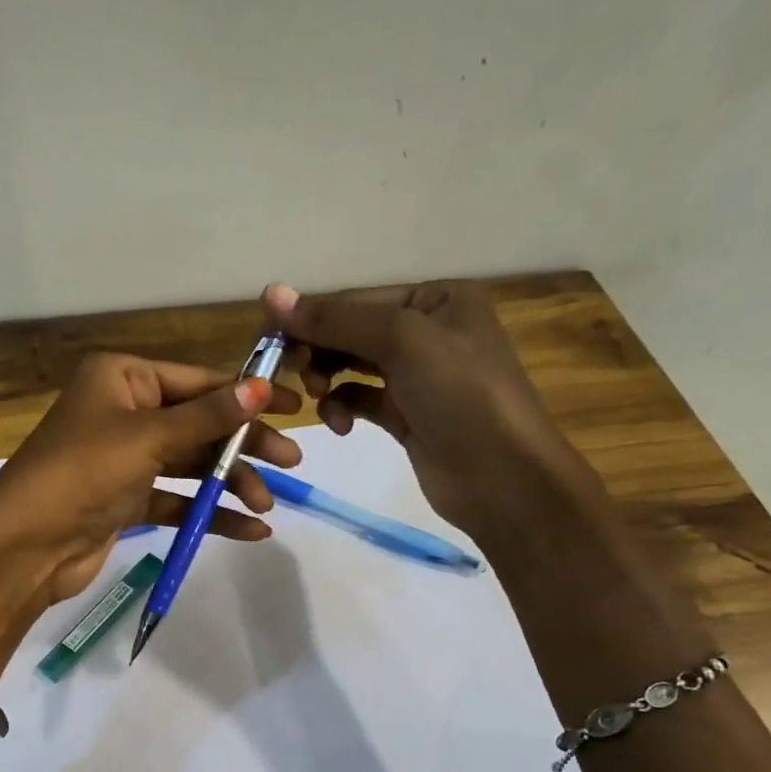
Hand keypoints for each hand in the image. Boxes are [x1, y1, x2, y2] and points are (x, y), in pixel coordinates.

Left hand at [0, 352, 302, 612]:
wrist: (24, 547)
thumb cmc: (83, 473)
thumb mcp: (148, 437)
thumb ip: (207, 416)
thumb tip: (261, 388)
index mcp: (122, 378)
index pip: (198, 381)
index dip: (247, 394)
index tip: (295, 407)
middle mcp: (124, 411)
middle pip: (199, 423)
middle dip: (243, 445)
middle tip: (291, 463)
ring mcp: (124, 458)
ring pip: (190, 463)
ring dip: (228, 483)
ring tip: (267, 505)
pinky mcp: (125, 499)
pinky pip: (177, 499)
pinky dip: (208, 512)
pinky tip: (249, 529)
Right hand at [263, 280, 573, 533]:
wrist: (504, 478)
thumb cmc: (462, 395)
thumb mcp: (402, 341)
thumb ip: (336, 319)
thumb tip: (272, 293)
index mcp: (437, 300)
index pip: (356, 299)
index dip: (310, 316)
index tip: (266, 339)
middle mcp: (427, 331)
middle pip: (351, 331)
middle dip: (319, 349)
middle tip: (292, 372)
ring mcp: (417, 376)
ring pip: (351, 366)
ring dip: (328, 378)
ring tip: (319, 397)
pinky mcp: (406, 416)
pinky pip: (360, 399)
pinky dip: (343, 407)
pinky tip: (339, 424)